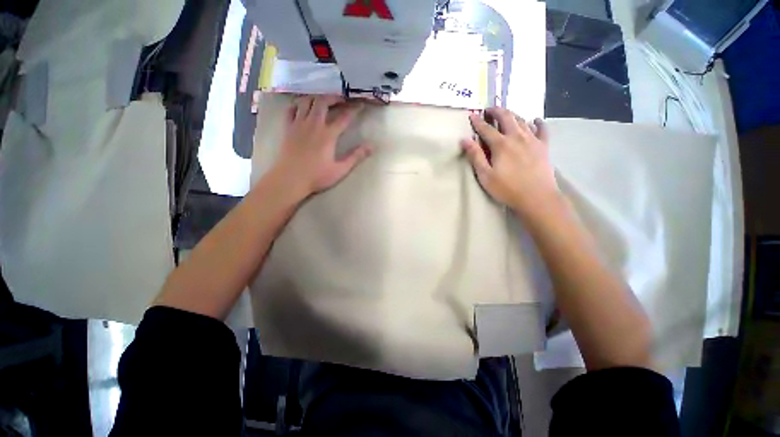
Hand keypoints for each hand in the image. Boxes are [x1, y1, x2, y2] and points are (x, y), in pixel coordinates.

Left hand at [271, 95, 371, 197]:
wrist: (290, 179)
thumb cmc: (316, 176)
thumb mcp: (340, 170)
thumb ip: (355, 157)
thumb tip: (371, 146)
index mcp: (328, 135)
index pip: (344, 117)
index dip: (354, 109)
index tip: (361, 105)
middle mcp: (313, 125)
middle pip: (323, 102)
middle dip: (333, 97)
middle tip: (341, 99)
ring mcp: (298, 124)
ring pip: (306, 101)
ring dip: (316, 98)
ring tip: (323, 101)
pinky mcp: (287, 128)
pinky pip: (291, 109)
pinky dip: (298, 105)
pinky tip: (302, 108)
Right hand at [461, 108, 558, 217]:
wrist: (537, 197)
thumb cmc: (507, 188)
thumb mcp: (485, 175)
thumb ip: (475, 156)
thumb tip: (464, 140)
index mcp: (501, 144)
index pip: (486, 129)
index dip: (477, 122)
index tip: (472, 115)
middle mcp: (517, 137)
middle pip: (506, 117)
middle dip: (496, 111)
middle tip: (489, 109)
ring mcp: (533, 140)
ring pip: (522, 120)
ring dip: (512, 114)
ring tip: (506, 114)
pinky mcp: (544, 146)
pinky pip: (542, 129)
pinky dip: (538, 122)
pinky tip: (534, 120)